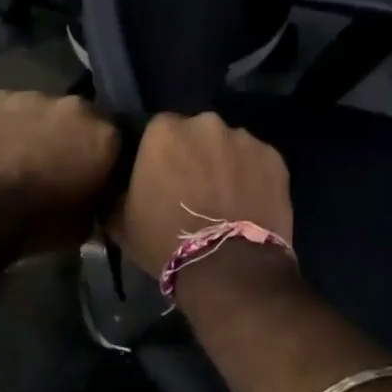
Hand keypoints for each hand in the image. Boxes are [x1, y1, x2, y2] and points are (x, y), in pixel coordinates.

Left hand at [0, 91, 118, 255]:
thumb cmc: (35, 225)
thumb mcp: (84, 226)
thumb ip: (97, 201)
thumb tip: (93, 197)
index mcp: (105, 137)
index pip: (117, 142)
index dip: (104, 159)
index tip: (93, 175)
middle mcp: (75, 107)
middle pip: (81, 119)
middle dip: (73, 138)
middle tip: (57, 165)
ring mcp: (32, 97)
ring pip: (44, 111)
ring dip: (39, 129)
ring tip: (21, 158)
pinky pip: (9, 110)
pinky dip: (7, 126)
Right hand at [113, 112, 294, 278]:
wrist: (228, 268)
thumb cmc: (165, 241)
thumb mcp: (120, 221)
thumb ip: (116, 193)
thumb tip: (116, 189)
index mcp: (163, 131)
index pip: (157, 131)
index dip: (159, 155)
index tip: (160, 176)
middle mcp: (205, 124)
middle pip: (196, 133)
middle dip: (194, 153)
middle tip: (192, 187)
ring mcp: (244, 139)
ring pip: (228, 145)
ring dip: (224, 163)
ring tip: (224, 196)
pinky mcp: (275, 158)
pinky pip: (256, 161)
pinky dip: (251, 175)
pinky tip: (248, 201)